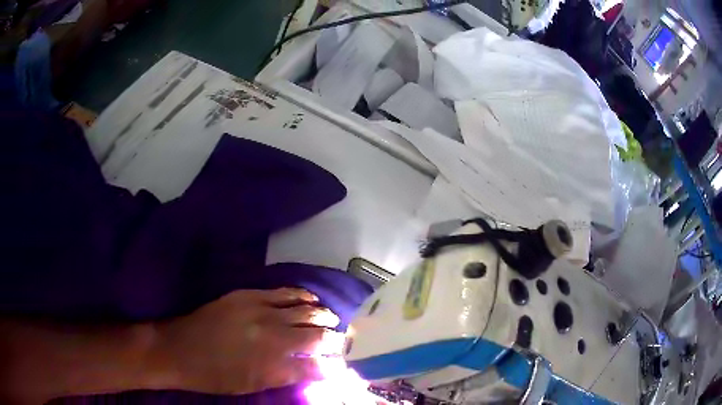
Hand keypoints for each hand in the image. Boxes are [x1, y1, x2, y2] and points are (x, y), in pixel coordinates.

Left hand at [154, 289, 341, 394]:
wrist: (179, 348)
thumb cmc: (216, 376)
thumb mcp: (253, 385)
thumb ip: (286, 376)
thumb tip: (314, 370)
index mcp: (273, 366)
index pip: (317, 367)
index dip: (334, 367)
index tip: (341, 367)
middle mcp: (272, 337)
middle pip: (317, 335)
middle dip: (335, 340)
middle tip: (340, 343)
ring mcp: (260, 311)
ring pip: (306, 310)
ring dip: (324, 316)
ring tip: (332, 320)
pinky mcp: (248, 295)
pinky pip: (285, 292)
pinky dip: (303, 296)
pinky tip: (311, 300)